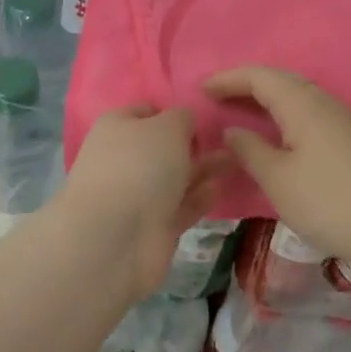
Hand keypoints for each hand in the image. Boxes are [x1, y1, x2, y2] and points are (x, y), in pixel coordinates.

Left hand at [59, 106, 232, 297]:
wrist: (115, 239)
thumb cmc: (140, 166)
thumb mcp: (168, 126)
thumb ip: (183, 117)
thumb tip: (184, 121)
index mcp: (117, 128)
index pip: (146, 112)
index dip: (173, 112)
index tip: (202, 116)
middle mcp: (123, 159)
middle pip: (162, 147)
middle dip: (192, 144)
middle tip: (229, 140)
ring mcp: (136, 195)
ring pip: (174, 177)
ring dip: (202, 169)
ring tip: (235, 160)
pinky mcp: (152, 227)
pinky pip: (180, 206)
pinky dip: (198, 198)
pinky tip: (218, 189)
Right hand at [203, 66, 350, 274]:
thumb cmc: (329, 201)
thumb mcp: (277, 180)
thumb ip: (250, 150)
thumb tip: (232, 130)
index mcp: (303, 104)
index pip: (260, 77)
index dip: (229, 79)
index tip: (202, 89)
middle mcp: (324, 102)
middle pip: (281, 80)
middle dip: (247, 85)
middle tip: (218, 97)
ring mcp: (343, 120)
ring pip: (299, 96)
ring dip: (268, 98)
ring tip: (243, 113)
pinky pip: (310, 112)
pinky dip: (286, 113)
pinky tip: (280, 134)